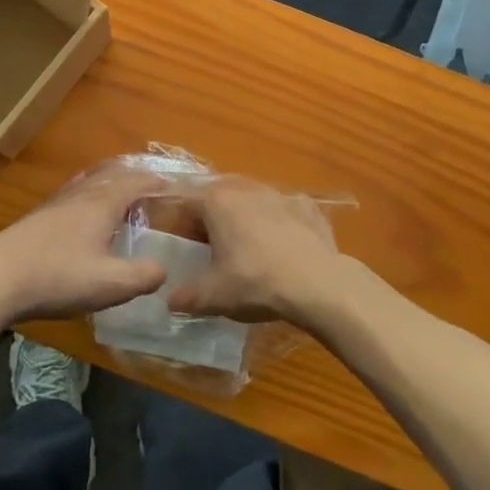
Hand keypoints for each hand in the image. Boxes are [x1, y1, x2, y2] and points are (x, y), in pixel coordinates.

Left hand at [0, 164, 168, 325]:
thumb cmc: (57, 278)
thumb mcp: (110, 284)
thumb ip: (143, 276)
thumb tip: (164, 269)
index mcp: (102, 204)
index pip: (135, 182)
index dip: (156, 183)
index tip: (173, 186)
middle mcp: (80, 195)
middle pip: (111, 174)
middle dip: (134, 177)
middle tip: (151, 185)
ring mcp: (55, 204)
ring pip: (89, 182)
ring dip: (109, 182)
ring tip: (120, 192)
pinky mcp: (37, 218)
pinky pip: (73, 194)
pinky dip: (88, 193)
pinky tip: (81, 212)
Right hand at [167, 178, 358, 326]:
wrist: (318, 284)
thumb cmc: (255, 283)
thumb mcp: (211, 296)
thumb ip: (185, 296)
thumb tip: (171, 300)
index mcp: (216, 201)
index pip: (184, 199)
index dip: (176, 218)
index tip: (176, 238)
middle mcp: (246, 188)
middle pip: (218, 194)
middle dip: (210, 215)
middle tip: (208, 243)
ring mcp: (280, 194)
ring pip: (253, 199)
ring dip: (244, 216)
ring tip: (245, 245)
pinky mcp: (308, 206)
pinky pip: (284, 210)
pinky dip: (279, 223)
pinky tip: (282, 245)